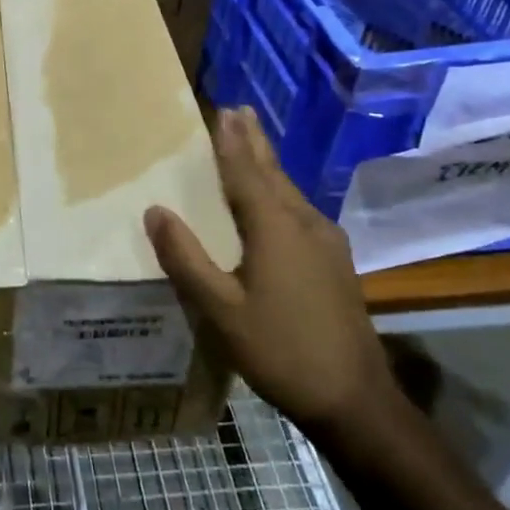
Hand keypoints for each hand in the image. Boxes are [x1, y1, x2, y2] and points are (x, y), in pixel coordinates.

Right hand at [144, 107, 396, 443]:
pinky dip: (279, 192)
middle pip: (273, 173)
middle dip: (255, 142)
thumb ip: (186, 258)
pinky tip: (275, 201)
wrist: (355, 401)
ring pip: (290, 192)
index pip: (246, 172)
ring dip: (268, 165)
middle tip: (240, 111)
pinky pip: (299, 211)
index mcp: (276, 228)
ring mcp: (327, 243)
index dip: (231, 141)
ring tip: (251, 144)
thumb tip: (155, 211)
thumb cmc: (281, 351)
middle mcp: (305, 224)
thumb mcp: (220, 310)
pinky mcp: (336, 263)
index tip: (223, 109)